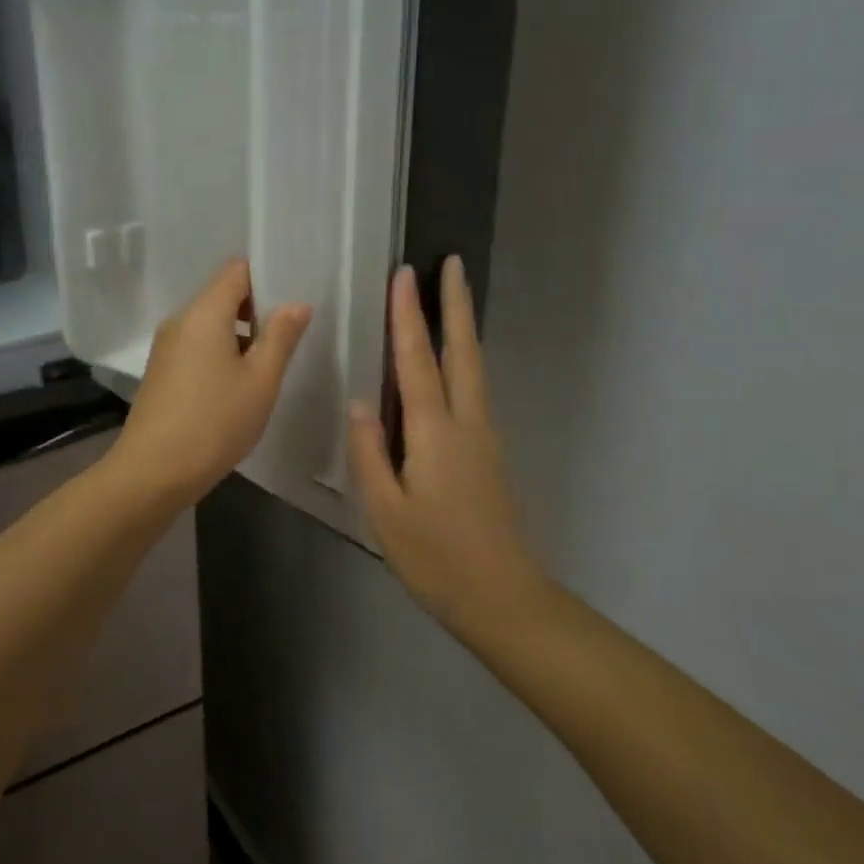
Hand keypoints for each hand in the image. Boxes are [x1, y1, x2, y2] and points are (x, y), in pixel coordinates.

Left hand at [112, 258, 312, 506]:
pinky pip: (196, 345)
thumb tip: (297, 303)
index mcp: (204, 313)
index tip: (292, 300)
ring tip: (266, 365)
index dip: (266, 277)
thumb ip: (281, 337)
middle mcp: (180, 320)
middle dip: (256, 309)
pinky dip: (219, 352)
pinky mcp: (160, 371)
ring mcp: (166, 346)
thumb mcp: (260, 381)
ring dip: (239, 334)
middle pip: (221, 294)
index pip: (236, 270)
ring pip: (209, 323)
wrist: (152, 472)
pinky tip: (236, 385)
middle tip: (287, 337)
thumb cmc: (215, 422)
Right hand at [348, 258, 549, 638]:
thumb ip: (369, 452)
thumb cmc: (436, 558)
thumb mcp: (386, 511)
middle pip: (463, 351)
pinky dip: (462, 361)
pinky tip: (449, 365)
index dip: (409, 316)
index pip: (418, 360)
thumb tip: (359, 401)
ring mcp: (484, 437)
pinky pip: (472, 391)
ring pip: (473, 368)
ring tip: (450, 299)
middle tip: (451, 264)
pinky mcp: (489, 454)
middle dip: (456, 304)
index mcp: (435, 432)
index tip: (405, 274)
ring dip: (462, 328)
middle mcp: (467, 423)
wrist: (504, 599)